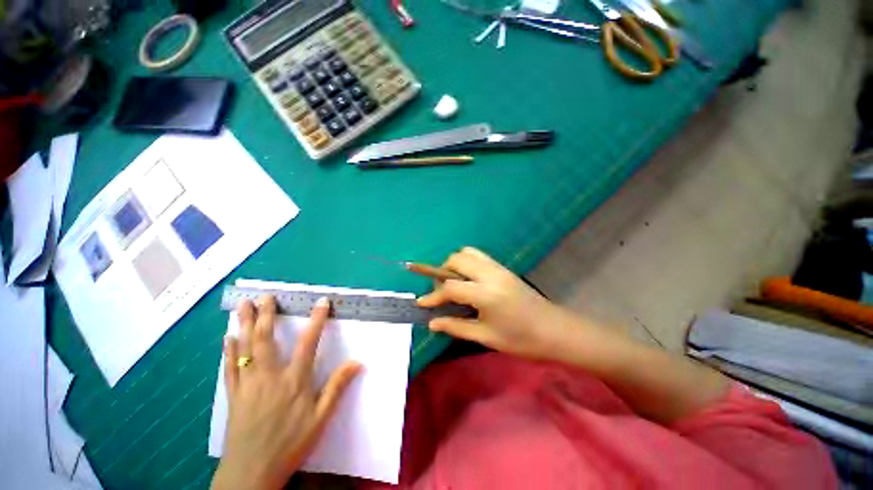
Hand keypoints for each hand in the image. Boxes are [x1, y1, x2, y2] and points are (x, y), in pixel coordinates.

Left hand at [212, 296, 361, 489]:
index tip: (321, 302)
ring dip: (245, 324)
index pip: (308, 342)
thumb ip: (337, 387)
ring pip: (245, 348)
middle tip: (265, 296)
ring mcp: (248, 384)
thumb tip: (357, 362)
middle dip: (267, 315)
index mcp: (294, 380)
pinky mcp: (234, 395)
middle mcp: (269, 376)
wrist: (251, 474)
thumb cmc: (290, 444)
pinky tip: (228, 337)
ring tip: (243, 306)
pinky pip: (230, 367)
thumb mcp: (320, 418)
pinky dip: (229, 350)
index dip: (317, 320)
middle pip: (266, 340)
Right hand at [417, 247, 567, 359]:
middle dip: (442, 273)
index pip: (450, 288)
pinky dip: (468, 262)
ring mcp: (498, 268)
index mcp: (485, 293)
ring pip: (468, 253)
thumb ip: (456, 327)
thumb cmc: (521, 339)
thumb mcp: (486, 336)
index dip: (433, 296)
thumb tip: (432, 323)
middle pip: (456, 260)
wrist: (555, 330)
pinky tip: (469, 280)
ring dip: (455, 264)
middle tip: (442, 292)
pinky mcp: (504, 268)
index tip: (422, 304)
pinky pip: (479, 256)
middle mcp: (490, 274)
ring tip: (454, 283)